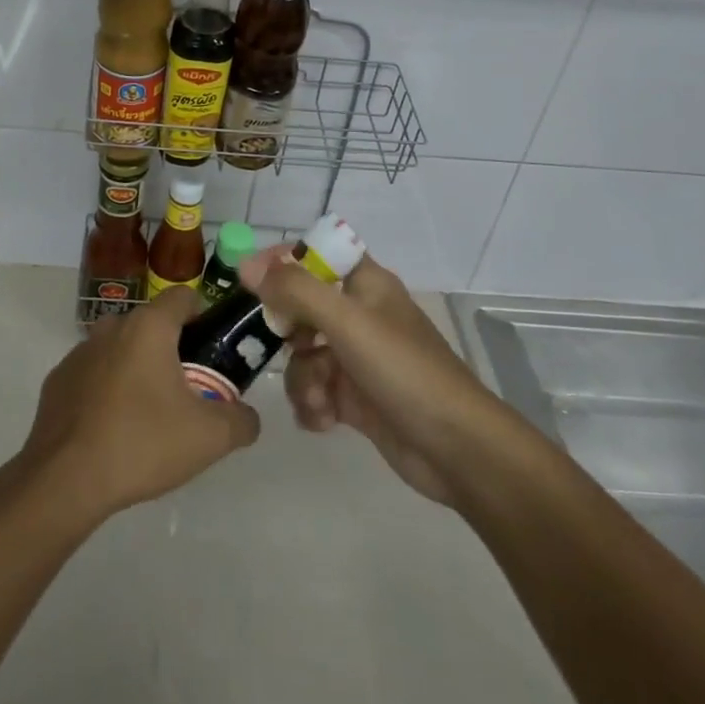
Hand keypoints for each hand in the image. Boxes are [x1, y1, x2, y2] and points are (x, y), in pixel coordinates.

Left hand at [15, 287, 260, 524]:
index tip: (214, 349)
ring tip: (150, 415)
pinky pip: (94, 374)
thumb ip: (241, 420)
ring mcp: (79, 352)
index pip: (184, 297)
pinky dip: (107, 390)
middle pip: (152, 325)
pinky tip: (112, 429)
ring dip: (138, 369)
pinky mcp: (57, 381)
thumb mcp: (209, 438)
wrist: (64, 480)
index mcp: (149, 327)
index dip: (204, 316)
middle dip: (173, 349)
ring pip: (121, 349)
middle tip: (189, 391)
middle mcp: (112, 327)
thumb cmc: (142, 443)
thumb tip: (248, 416)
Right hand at [240, 248, 499, 506]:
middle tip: (286, 347)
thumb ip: (295, 290)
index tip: (251, 281)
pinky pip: (315, 388)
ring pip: (304, 353)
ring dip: (301, 378)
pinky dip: (312, 403)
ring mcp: (357, 357)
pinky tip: (322, 421)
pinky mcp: (356, 397)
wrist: (456, 449)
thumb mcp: (346, 322)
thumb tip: (248, 265)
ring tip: (318, 399)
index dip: (283, 261)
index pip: (316, 253)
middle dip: (287, 332)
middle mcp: (359, 314)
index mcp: (365, 284)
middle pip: (301, 307)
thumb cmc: (403, 370)